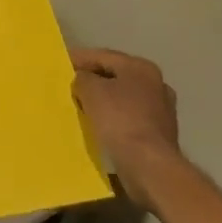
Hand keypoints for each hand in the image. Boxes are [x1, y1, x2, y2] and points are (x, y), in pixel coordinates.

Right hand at [70, 47, 182, 197]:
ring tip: (80, 106)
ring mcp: (161, 110)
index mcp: (140, 68)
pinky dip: (113, 118)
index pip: (103, 56)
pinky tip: (99, 126)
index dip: (80, 58)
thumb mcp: (91, 91)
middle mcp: (155, 84)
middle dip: (92, 80)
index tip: (61, 63)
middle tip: (69, 84)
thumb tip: (84, 80)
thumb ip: (83, 78)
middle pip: (115, 76)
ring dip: (103, 100)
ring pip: (123, 98)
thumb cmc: (120, 121)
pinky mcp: (159, 134)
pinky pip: (128, 118)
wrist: (150, 166)